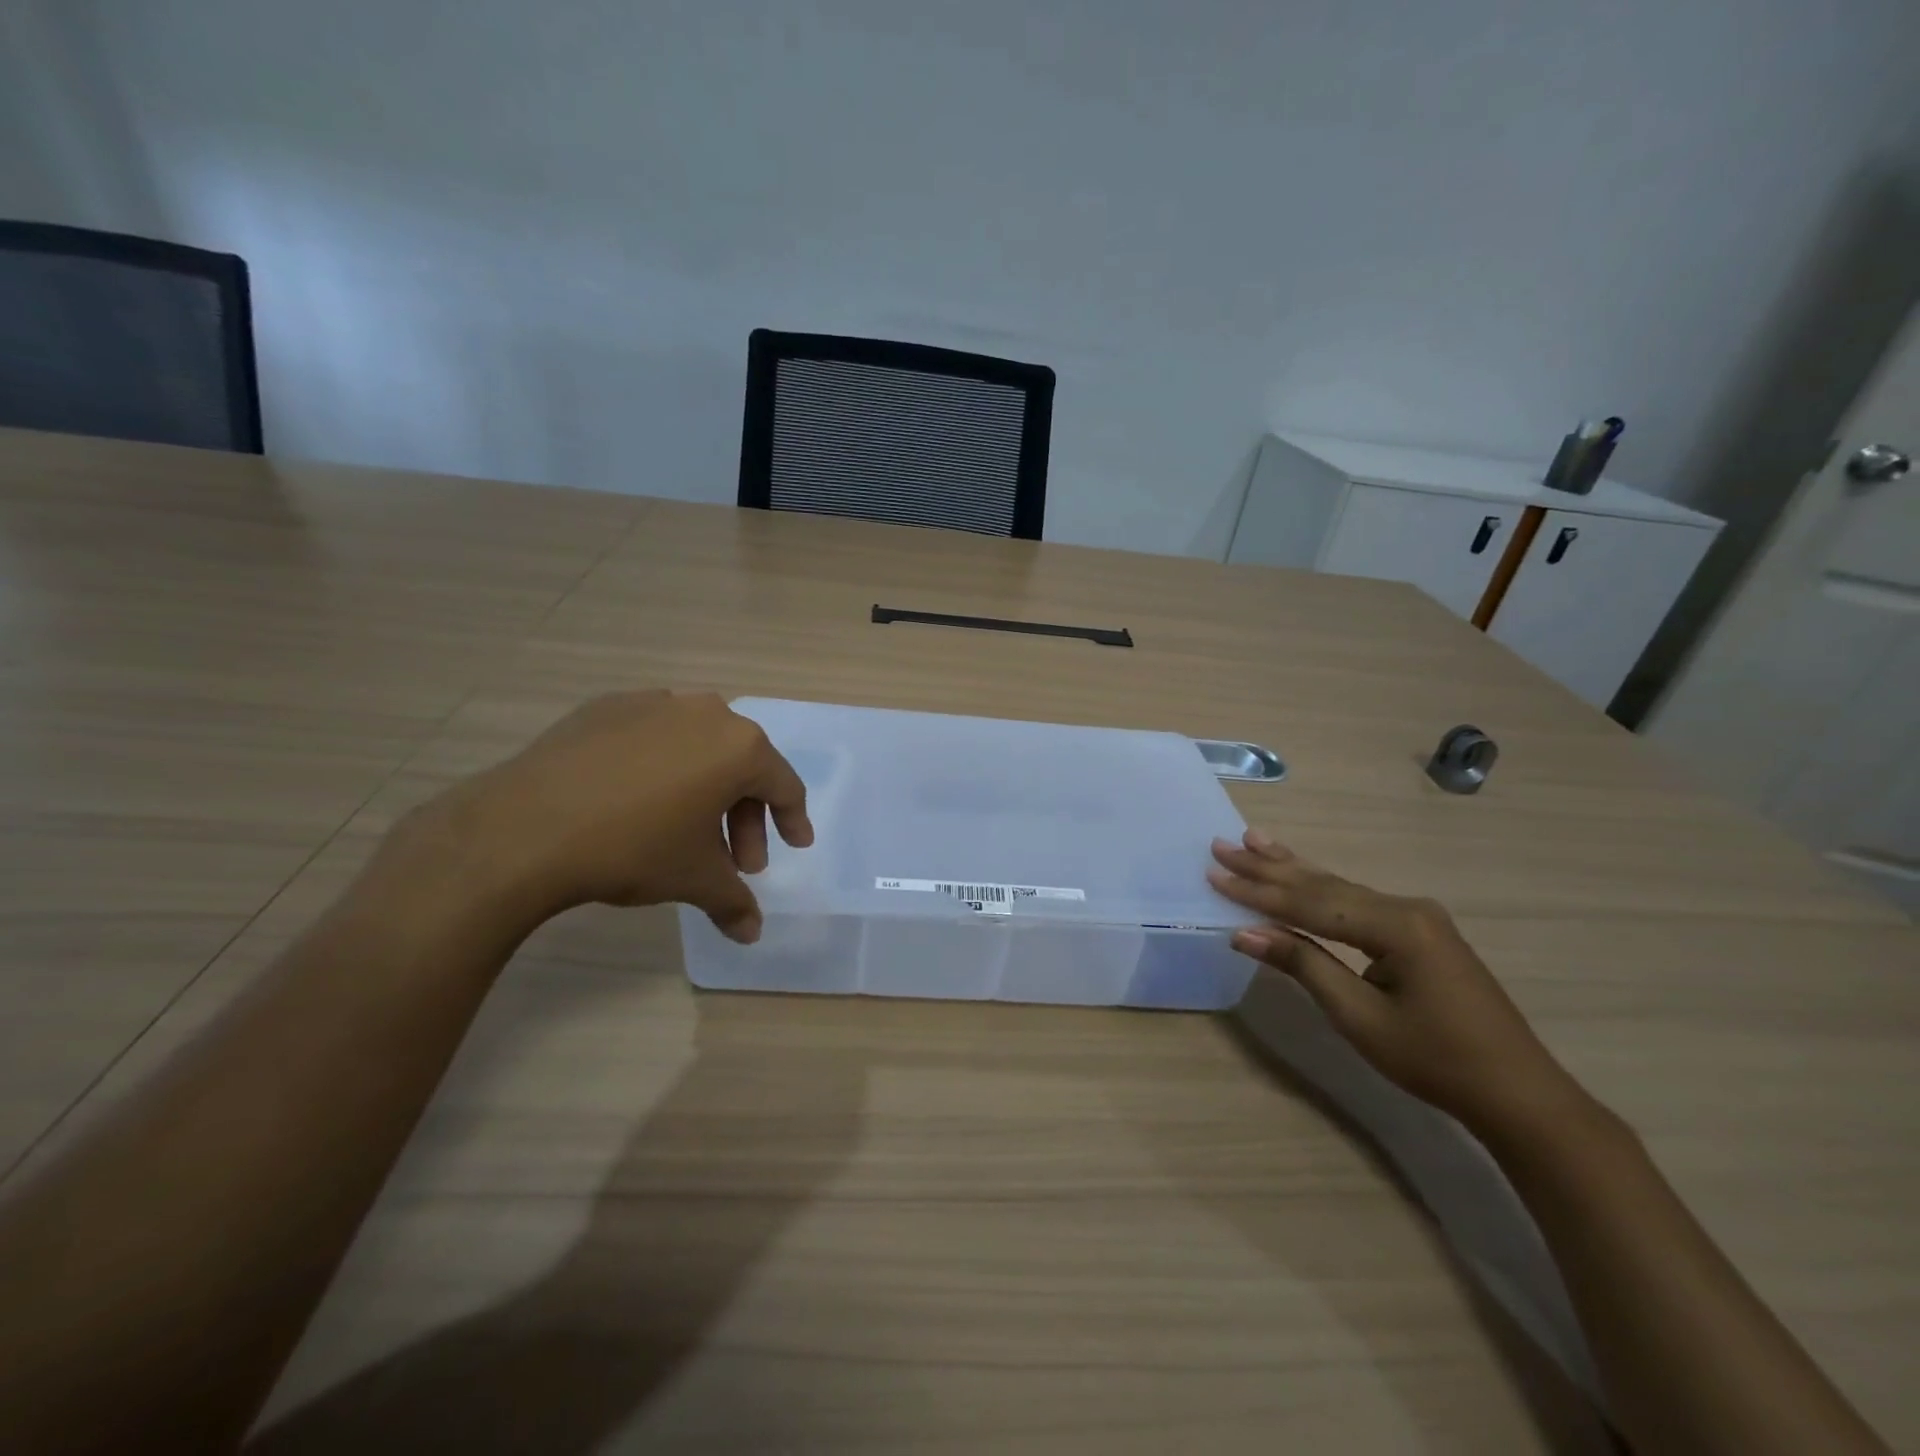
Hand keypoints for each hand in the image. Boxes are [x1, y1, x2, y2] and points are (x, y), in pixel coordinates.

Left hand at [408, 691, 812, 941]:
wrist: (526, 827)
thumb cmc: (634, 848)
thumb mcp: (694, 880)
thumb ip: (733, 902)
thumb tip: (751, 934)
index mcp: (740, 748)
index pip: (784, 785)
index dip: (792, 820)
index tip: (795, 845)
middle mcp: (706, 714)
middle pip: (742, 767)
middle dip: (744, 818)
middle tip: (737, 863)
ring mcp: (655, 703)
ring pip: (699, 749)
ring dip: (705, 791)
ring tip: (686, 831)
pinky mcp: (608, 707)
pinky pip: (653, 737)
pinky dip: (661, 767)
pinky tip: (639, 799)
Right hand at [1208, 830, 1583, 1136]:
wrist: (1516, 1092)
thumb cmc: (1435, 1059)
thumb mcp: (1359, 1017)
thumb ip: (1303, 964)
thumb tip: (1245, 933)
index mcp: (1396, 926)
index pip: (1310, 904)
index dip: (1258, 893)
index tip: (1214, 874)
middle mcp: (1406, 907)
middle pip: (1323, 885)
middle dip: (1268, 868)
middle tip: (1222, 846)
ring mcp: (1416, 916)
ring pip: (1339, 887)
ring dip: (1291, 868)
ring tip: (1252, 840)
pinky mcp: (1418, 931)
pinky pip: (1356, 902)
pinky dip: (1320, 888)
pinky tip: (1301, 872)